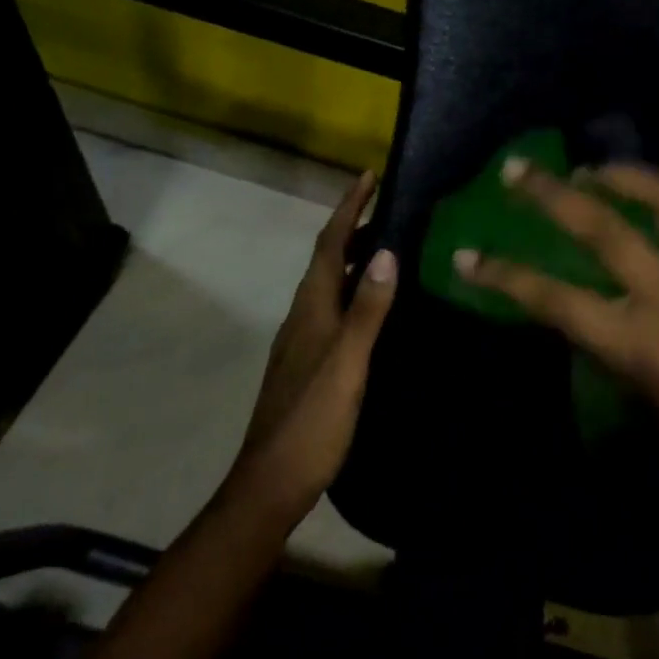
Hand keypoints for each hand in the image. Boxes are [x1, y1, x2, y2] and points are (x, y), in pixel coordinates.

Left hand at [223, 171, 395, 522]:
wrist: (271, 482)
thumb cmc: (312, 420)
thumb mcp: (348, 363)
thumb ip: (367, 309)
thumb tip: (386, 252)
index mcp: (311, 309)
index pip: (328, 244)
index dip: (348, 208)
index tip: (368, 176)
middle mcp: (303, 315)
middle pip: (326, 258)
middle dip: (352, 226)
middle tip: (388, 207)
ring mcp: (302, 340)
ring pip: (328, 283)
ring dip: (352, 257)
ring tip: (387, 245)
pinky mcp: (308, 361)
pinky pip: (333, 307)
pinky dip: (352, 288)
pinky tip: (372, 303)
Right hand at [454, 160, 658, 453]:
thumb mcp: (644, 395)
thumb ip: (608, 344)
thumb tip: (582, 305)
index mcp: (635, 337)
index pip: (553, 300)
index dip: (504, 276)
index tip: (468, 254)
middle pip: (599, 228)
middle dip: (551, 194)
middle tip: (520, 169)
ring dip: (625, 174)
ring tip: (598, 168)